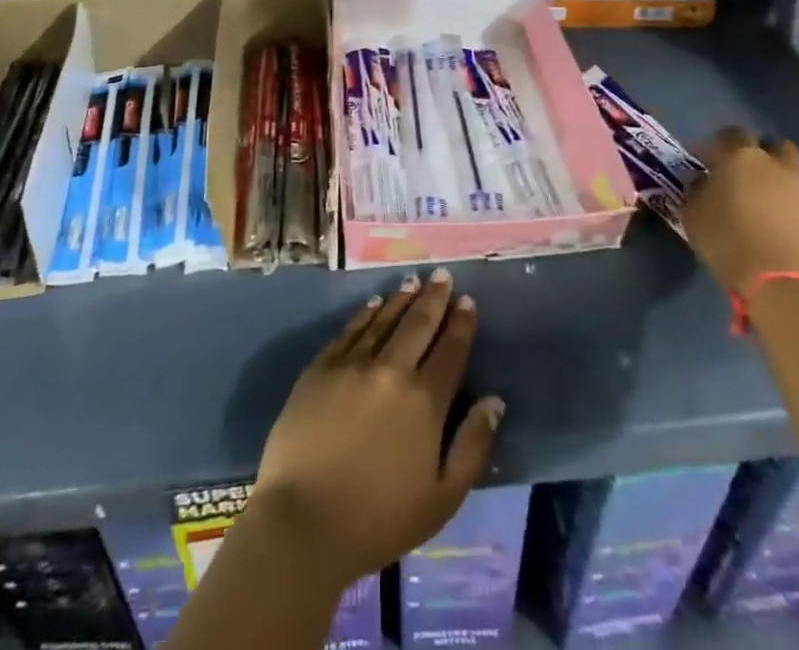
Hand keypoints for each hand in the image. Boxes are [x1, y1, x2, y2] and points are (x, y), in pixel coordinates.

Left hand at [251, 269, 503, 586]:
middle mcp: (391, 371)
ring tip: (413, 281)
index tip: (467, 300)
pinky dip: (365, 314)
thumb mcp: (442, 499)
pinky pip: (349, 331)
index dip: (461, 324)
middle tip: (443, 275)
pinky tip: (373, 304)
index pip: (450, 351)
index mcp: (424, 402)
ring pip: (383, 320)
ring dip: (401, 298)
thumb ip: (472, 447)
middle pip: (418, 325)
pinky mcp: (320, 368)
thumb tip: (494, 401)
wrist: (304, 522)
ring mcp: (352, 365)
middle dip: (434, 298)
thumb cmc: (379, 520)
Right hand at [680, 127, 798, 297]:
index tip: (716, 157)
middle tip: (756, 176)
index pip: (734, 134)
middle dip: (769, 156)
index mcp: (745, 159)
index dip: (724, 142)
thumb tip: (705, 181)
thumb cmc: (728, 244)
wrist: (781, 287)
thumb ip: (698, 190)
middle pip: (780, 147)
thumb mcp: (693, 214)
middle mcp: (784, 168)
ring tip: (793, 197)